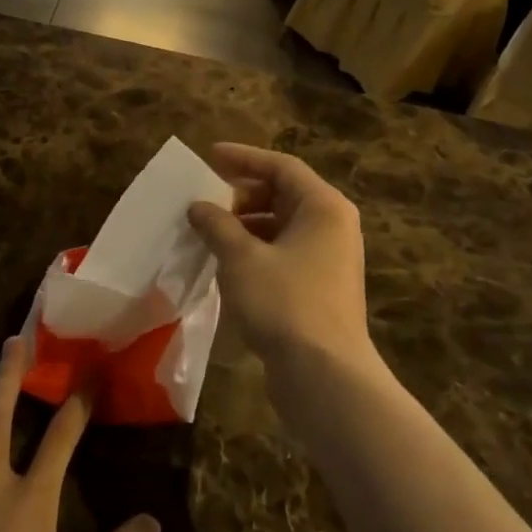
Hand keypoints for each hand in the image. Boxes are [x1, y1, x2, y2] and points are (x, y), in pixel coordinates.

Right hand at [186, 144, 373, 376]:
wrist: (324, 376)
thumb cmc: (284, 303)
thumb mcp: (241, 258)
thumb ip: (217, 225)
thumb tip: (198, 207)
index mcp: (323, 207)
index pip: (281, 166)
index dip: (243, 158)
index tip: (209, 156)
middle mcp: (333, 227)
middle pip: (284, 195)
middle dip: (242, 195)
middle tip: (206, 200)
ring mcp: (330, 260)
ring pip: (282, 227)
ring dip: (245, 226)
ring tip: (209, 233)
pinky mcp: (321, 288)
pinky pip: (284, 254)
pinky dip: (256, 251)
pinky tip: (226, 265)